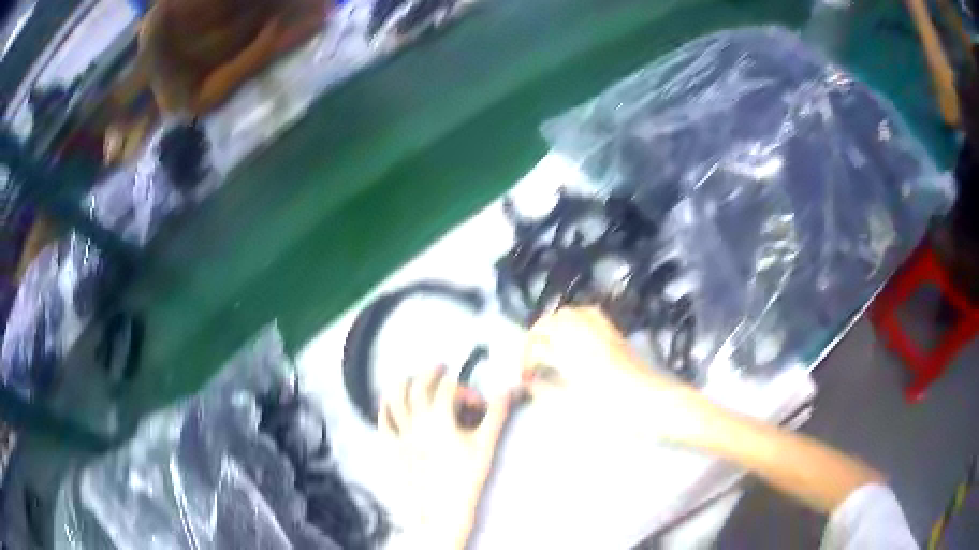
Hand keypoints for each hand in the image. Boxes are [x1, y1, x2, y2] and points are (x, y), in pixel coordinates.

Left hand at [380, 367, 515, 548]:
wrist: (444, 507)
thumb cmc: (468, 477)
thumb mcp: (486, 444)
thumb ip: (497, 414)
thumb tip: (509, 389)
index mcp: (440, 419)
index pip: (449, 389)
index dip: (464, 390)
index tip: (477, 403)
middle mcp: (417, 421)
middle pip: (419, 386)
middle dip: (430, 373)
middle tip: (440, 367)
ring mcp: (402, 434)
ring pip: (395, 399)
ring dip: (403, 384)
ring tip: (410, 378)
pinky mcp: (393, 448)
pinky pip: (384, 422)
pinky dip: (385, 408)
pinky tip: (388, 402)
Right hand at [523, 307, 706, 438]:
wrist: (658, 405)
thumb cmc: (617, 411)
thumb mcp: (576, 407)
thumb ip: (549, 392)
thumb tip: (532, 383)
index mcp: (574, 352)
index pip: (539, 341)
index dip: (526, 357)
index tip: (524, 377)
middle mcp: (588, 335)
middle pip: (556, 318)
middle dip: (539, 335)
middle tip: (534, 358)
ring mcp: (605, 333)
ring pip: (574, 314)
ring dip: (557, 326)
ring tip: (551, 349)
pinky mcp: (617, 337)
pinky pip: (592, 317)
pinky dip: (576, 324)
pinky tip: (575, 344)